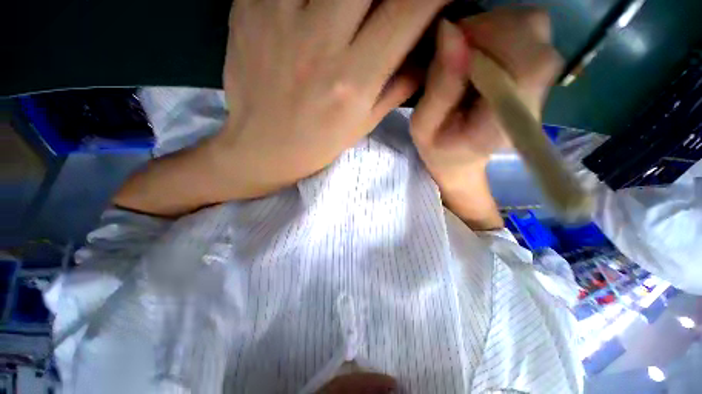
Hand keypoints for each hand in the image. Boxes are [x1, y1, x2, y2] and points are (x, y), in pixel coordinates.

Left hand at [216, 0, 447, 197]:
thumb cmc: (316, 145)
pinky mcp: (249, 6)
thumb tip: (426, 57)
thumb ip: (395, 88)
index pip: (406, 12)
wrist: (261, 148)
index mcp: (352, 81)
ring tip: (344, 12)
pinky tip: (309, 8)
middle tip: (383, 6)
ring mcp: (279, 18)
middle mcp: (321, 43)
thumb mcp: (361, 126)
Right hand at [411, 8, 562, 193]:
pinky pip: (528, 29)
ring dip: (494, 26)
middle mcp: (533, 98)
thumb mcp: (424, 127)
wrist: (460, 158)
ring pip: (534, 24)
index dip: (494, 38)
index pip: (527, 65)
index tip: (456, 42)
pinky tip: (478, 51)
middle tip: (456, 46)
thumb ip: (439, 87)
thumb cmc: (439, 147)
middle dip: (490, 26)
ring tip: (465, 52)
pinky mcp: (534, 72)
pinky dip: (500, 29)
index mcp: (504, 122)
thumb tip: (449, 30)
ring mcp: (539, 82)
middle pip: (536, 33)